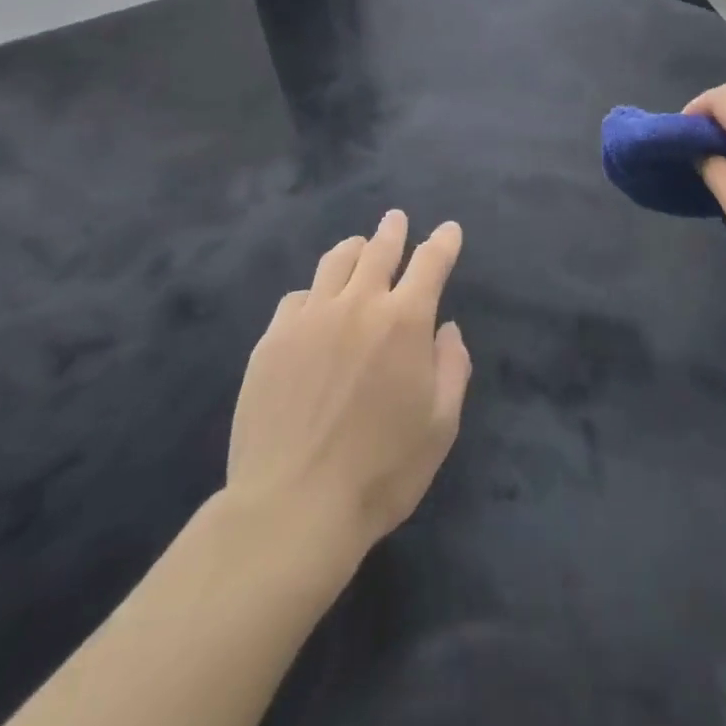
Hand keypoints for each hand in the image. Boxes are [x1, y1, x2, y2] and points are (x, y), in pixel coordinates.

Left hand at [227, 211, 471, 559]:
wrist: (293, 506)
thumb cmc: (381, 471)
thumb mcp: (440, 426)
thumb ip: (452, 367)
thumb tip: (445, 328)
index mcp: (404, 321)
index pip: (430, 263)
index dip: (443, 242)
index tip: (448, 230)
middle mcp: (358, 304)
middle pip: (379, 250)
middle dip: (393, 230)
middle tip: (396, 219)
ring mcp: (310, 318)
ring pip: (334, 262)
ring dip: (354, 249)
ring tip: (359, 246)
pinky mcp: (273, 339)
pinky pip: (297, 297)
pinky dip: (315, 292)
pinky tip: (314, 303)